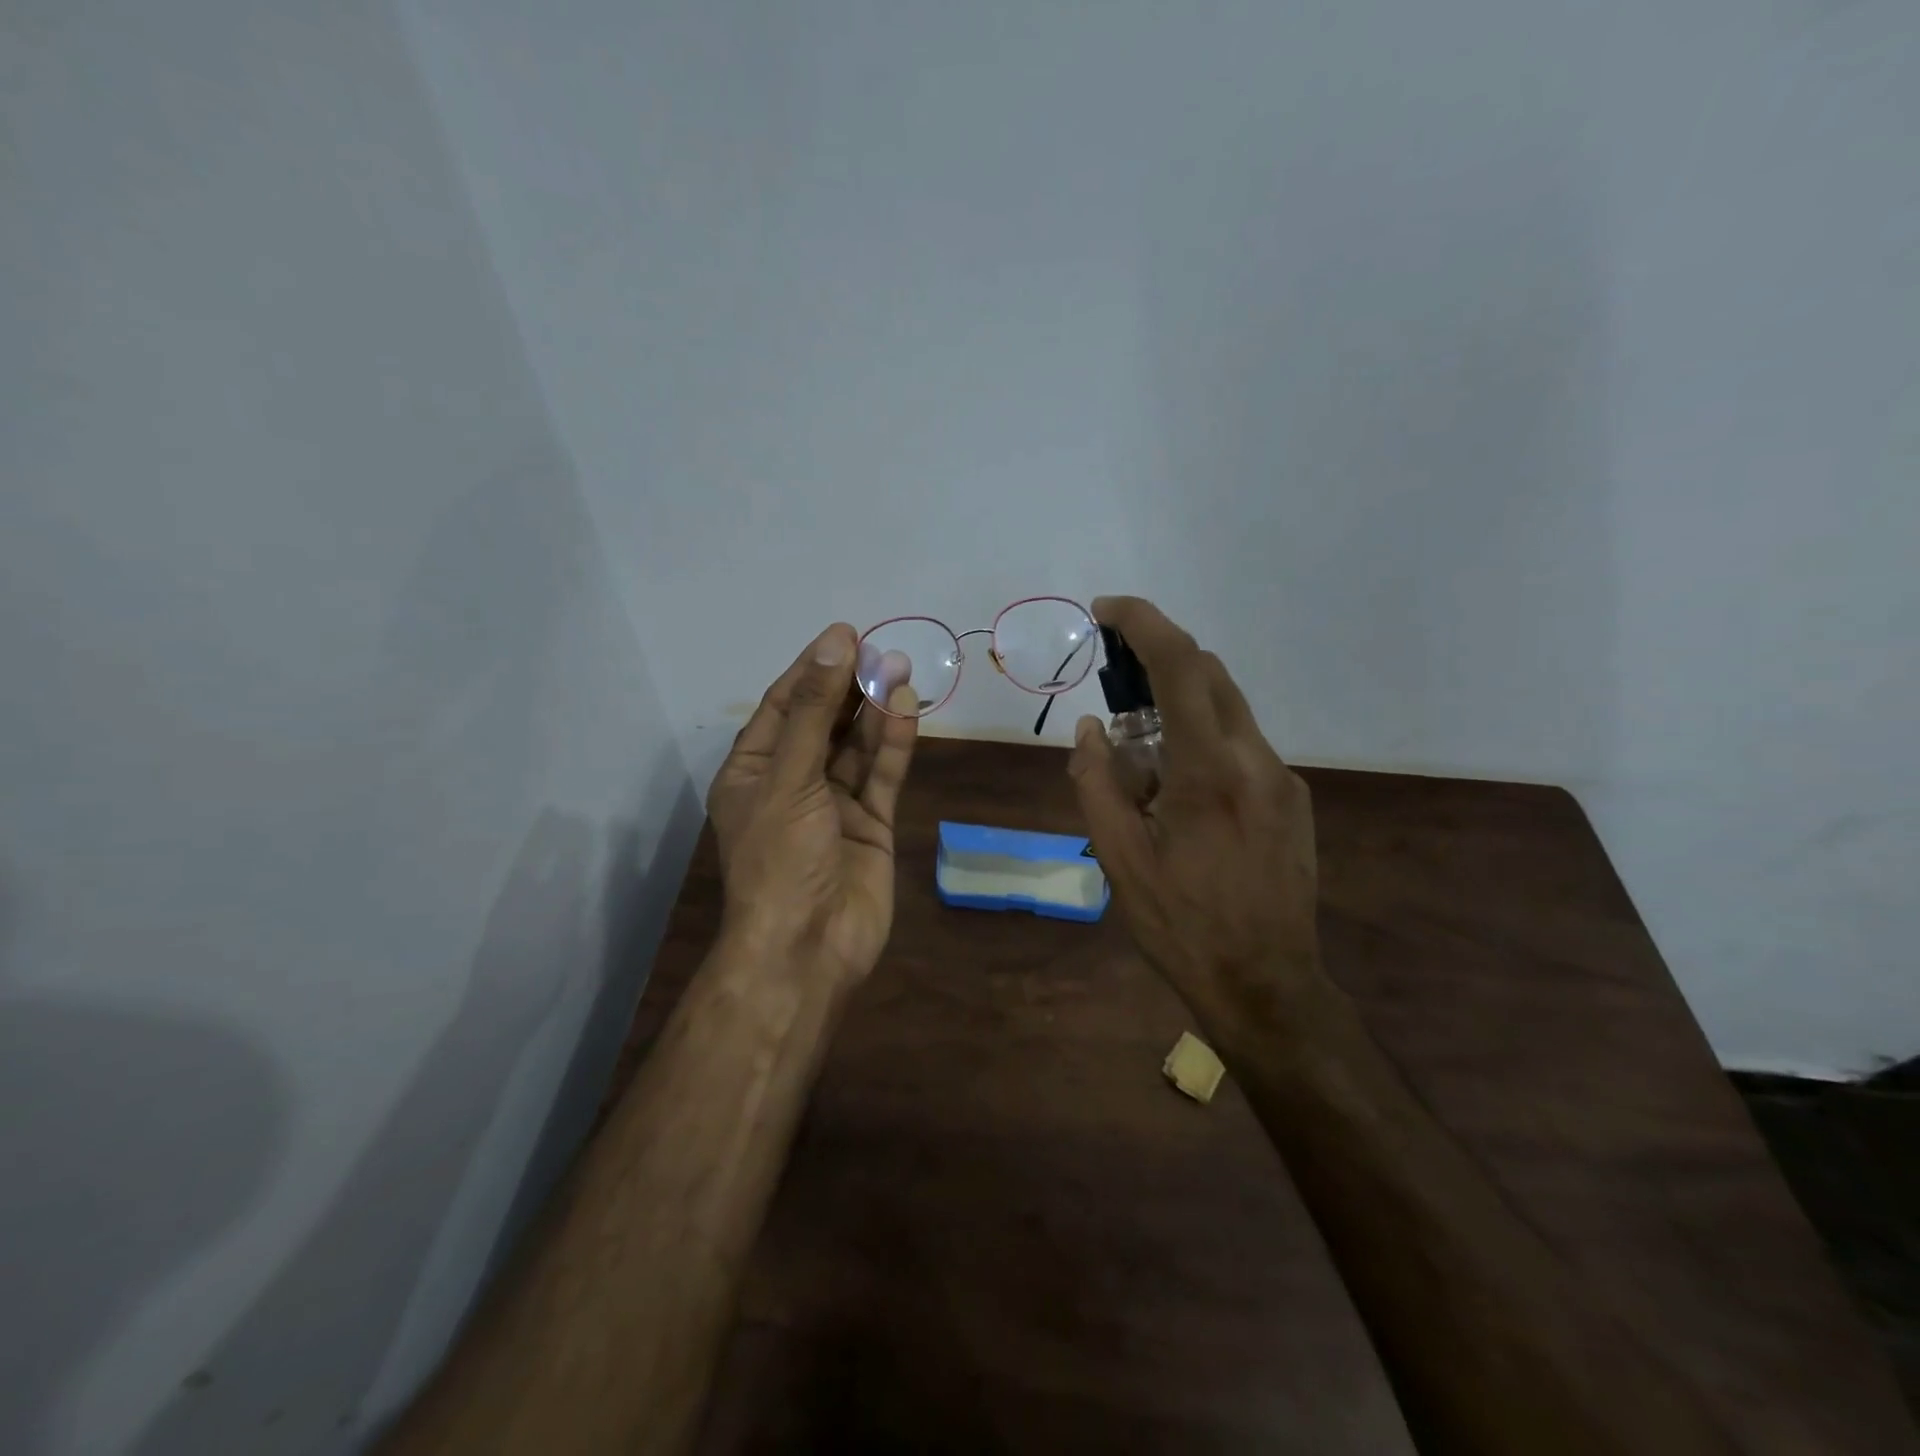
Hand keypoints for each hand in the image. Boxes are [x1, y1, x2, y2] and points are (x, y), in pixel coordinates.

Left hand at [707, 623, 918, 982]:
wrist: (807, 948)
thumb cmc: (779, 859)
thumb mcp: (789, 777)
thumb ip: (816, 712)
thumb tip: (834, 644)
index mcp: (754, 771)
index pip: (785, 706)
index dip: (813, 669)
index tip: (845, 636)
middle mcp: (793, 782)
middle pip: (825, 722)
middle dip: (849, 687)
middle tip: (881, 651)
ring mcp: (833, 804)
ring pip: (857, 746)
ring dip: (876, 710)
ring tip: (900, 670)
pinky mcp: (870, 824)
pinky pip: (881, 775)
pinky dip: (894, 744)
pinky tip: (907, 709)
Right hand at [1067, 596, 1322, 1022]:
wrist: (1266, 984)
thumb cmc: (1181, 925)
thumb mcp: (1119, 859)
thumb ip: (1097, 784)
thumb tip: (1089, 730)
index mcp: (1208, 771)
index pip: (1180, 666)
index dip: (1142, 623)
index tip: (1106, 610)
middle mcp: (1256, 760)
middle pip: (1210, 674)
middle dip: (1159, 658)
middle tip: (1113, 681)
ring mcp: (1283, 780)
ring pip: (1229, 710)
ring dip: (1181, 706)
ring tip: (1141, 757)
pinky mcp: (1294, 801)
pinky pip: (1243, 747)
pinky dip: (1205, 742)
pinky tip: (1182, 794)